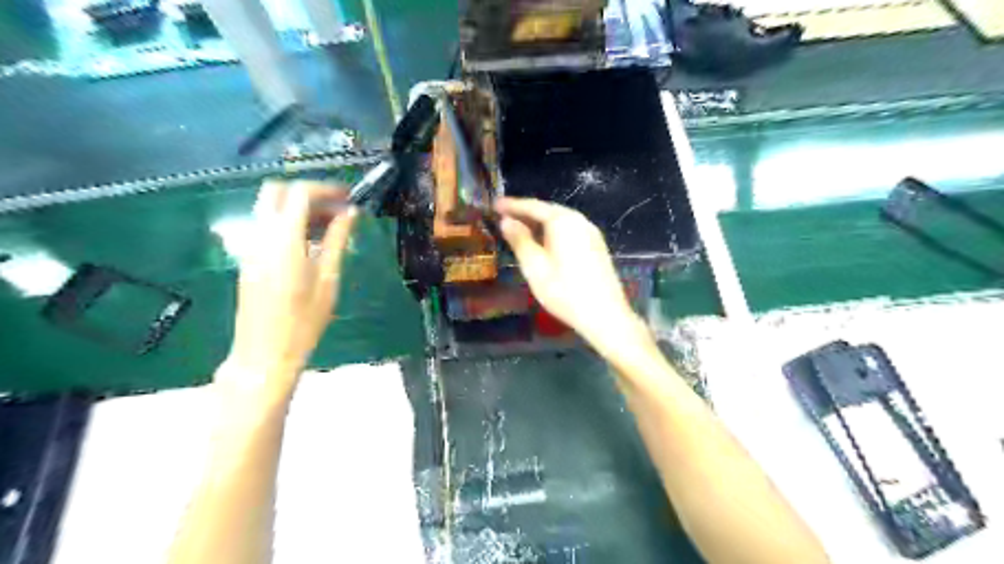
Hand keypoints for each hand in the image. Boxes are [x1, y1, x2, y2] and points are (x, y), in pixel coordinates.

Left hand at [217, 182, 358, 401]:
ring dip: (299, 206)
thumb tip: (350, 214)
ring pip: (270, 207)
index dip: (326, 188)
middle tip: (336, 207)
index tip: (349, 196)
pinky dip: (289, 221)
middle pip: (277, 191)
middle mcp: (261, 236)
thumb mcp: (327, 280)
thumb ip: (336, 241)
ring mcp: (251, 246)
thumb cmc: (303, 322)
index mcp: (283, 241)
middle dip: (308, 191)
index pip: (300, 193)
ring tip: (330, 225)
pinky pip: (267, 225)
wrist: (264, 353)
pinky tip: (312, 241)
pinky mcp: (249, 258)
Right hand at [496, 196, 642, 347]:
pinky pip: (570, 230)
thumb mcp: (535, 267)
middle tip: (504, 217)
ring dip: (539, 223)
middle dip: (526, 213)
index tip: (494, 205)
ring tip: (519, 229)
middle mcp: (579, 221)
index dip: (512, 205)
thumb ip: (520, 241)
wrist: (605, 316)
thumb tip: (506, 221)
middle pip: (548, 211)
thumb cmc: (565, 292)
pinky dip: (552, 232)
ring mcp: (591, 233)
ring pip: (560, 221)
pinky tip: (543, 243)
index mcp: (563, 222)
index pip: (533, 206)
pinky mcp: (597, 246)